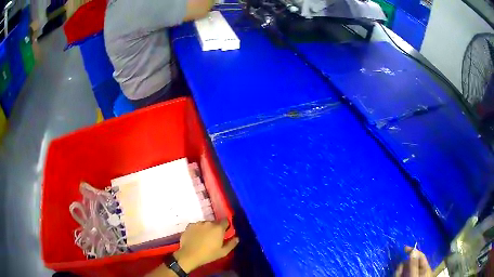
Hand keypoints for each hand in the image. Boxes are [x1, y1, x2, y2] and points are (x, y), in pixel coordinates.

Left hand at [173, 220, 238, 272]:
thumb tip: (237, 238)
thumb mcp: (223, 252)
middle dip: (216, 228)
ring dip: (206, 228)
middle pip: (215, 222)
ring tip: (204, 238)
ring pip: (205, 224)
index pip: (225, 221)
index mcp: (218, 228)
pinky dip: (197, 230)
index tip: (225, 232)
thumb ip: (231, 244)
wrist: (189, 255)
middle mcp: (208, 223)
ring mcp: (198, 223)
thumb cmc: (208, 254)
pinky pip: (196, 226)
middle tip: (214, 237)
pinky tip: (196, 237)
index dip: (226, 226)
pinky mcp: (189, 226)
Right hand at [395, 246, 431, 276]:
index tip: (404, 249)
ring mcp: (414, 276)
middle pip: (412, 262)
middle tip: (398, 270)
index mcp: (426, 268)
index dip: (413, 251)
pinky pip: (403, 275)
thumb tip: (413, 251)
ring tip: (397, 274)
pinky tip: (397, 275)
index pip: (421, 255)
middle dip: (404, 265)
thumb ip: (414, 265)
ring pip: (406, 269)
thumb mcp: (414, 276)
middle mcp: (421, 271)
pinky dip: (399, 275)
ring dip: (400, 271)